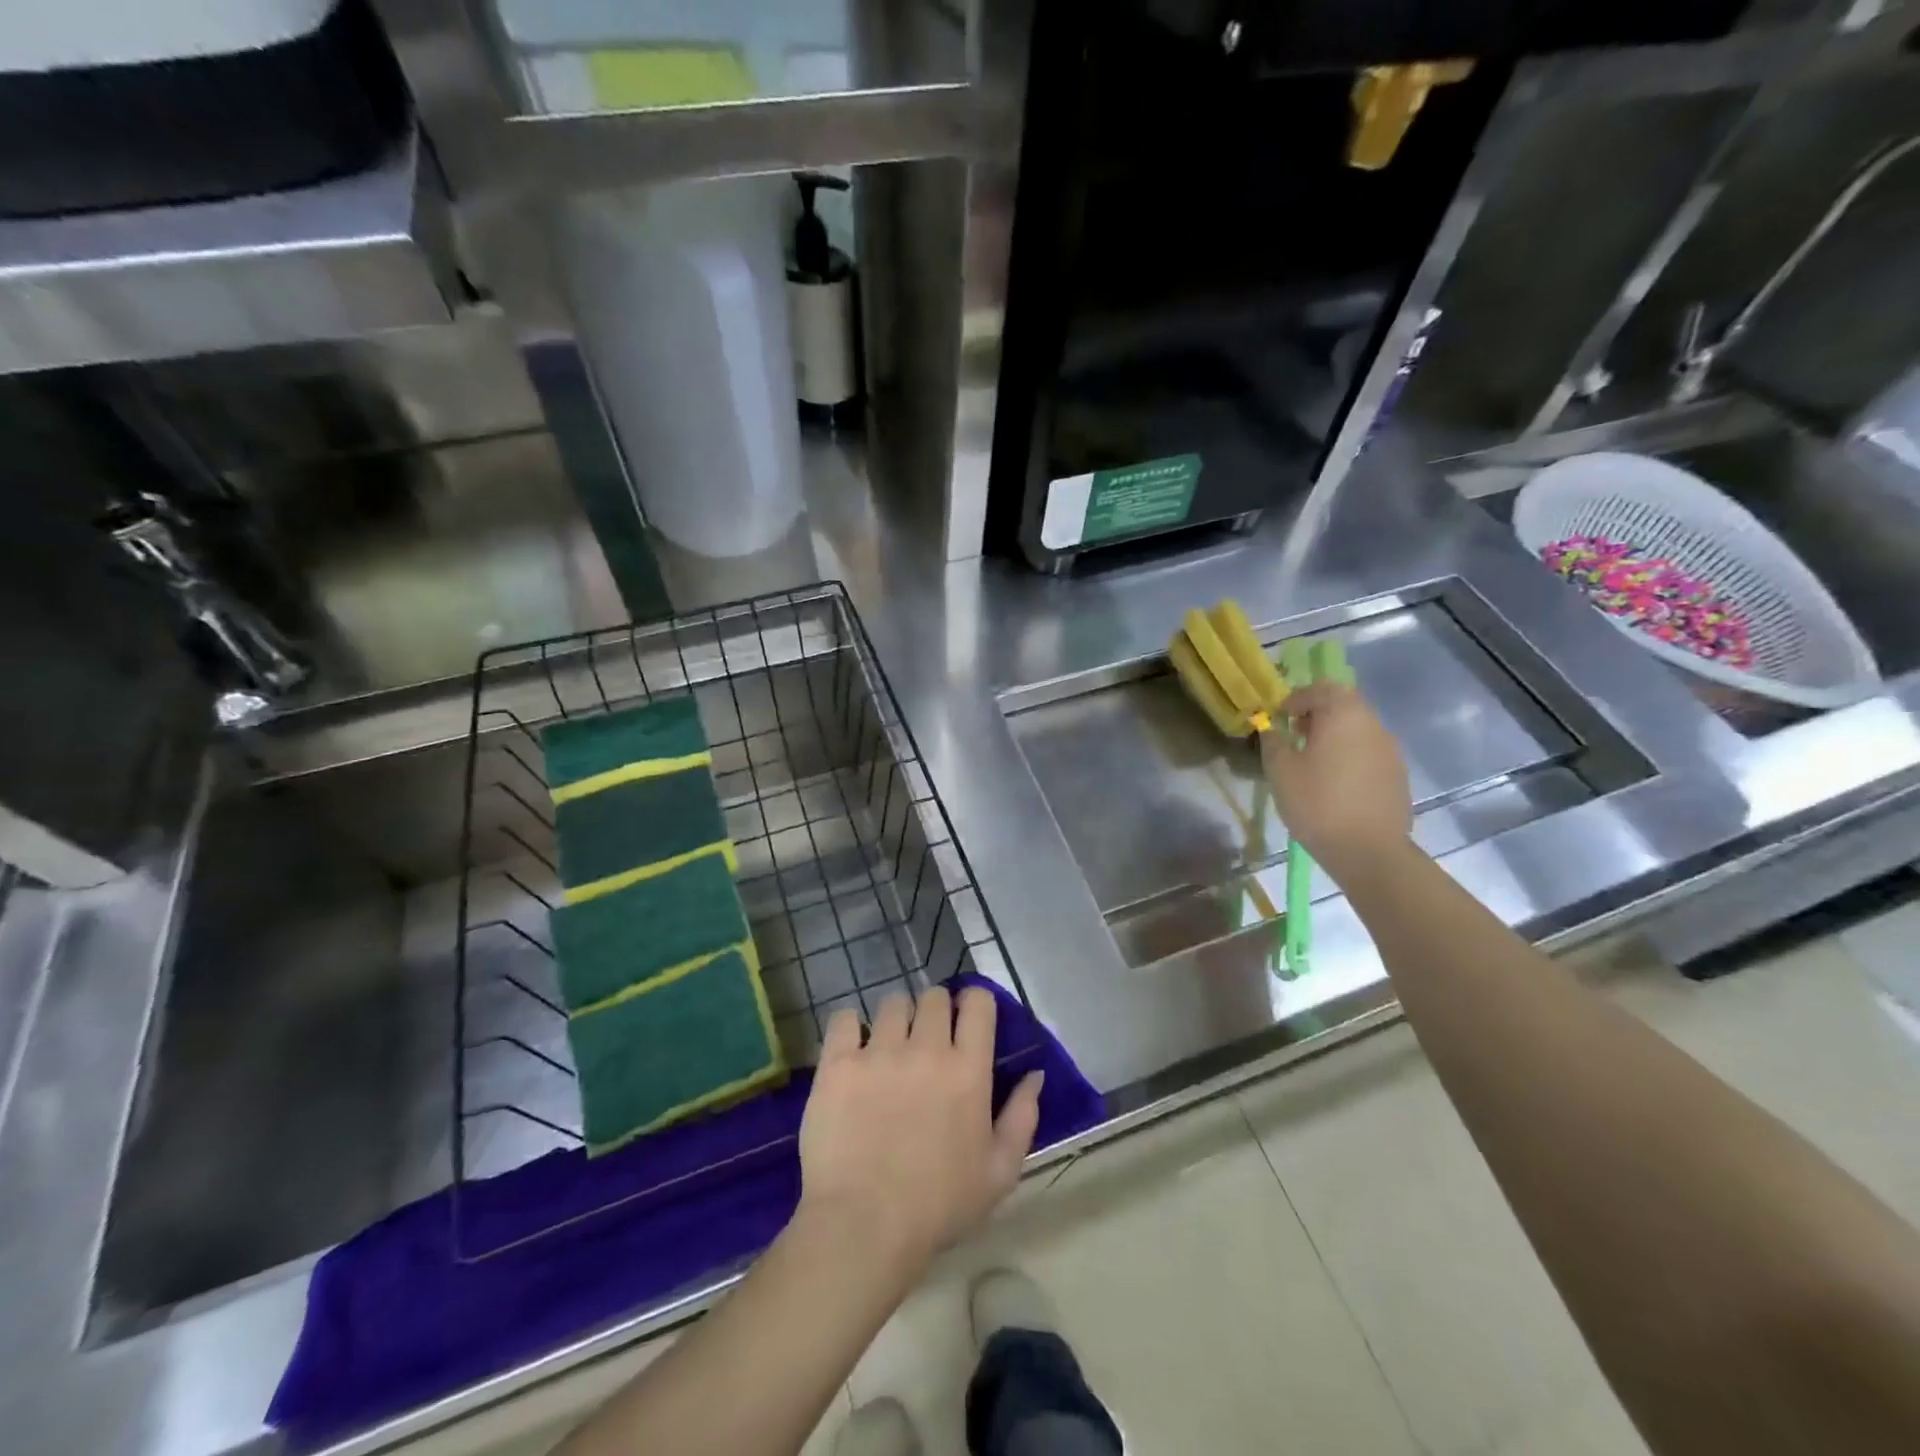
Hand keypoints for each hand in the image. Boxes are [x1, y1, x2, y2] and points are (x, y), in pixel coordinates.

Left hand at [797, 985, 1042, 1277]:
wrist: (864, 1226)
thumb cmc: (938, 1206)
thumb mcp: (999, 1173)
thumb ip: (1022, 1117)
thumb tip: (1034, 1074)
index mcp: (968, 1069)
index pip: (977, 1003)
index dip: (973, 1003)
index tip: (966, 1019)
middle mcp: (926, 1048)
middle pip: (933, 996)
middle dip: (935, 1010)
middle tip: (927, 1039)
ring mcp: (879, 1052)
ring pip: (892, 1003)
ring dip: (896, 1019)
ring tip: (889, 1047)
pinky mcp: (838, 1063)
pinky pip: (845, 1019)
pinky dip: (850, 1027)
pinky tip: (852, 1049)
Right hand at [1261, 681, 1413, 881]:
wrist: (1369, 851)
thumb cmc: (1318, 803)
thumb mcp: (1281, 771)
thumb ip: (1274, 742)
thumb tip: (1272, 729)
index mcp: (1344, 715)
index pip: (1321, 688)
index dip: (1297, 699)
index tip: (1280, 718)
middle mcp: (1372, 724)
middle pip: (1344, 705)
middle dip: (1317, 714)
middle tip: (1295, 735)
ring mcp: (1390, 750)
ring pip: (1358, 729)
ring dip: (1334, 735)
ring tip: (1312, 761)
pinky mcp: (1397, 774)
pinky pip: (1369, 752)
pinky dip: (1349, 755)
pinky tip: (1335, 782)